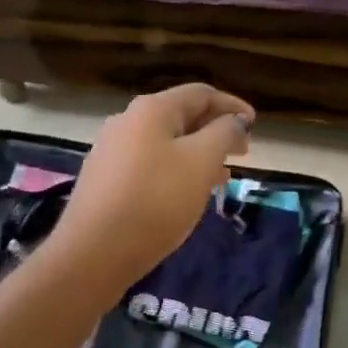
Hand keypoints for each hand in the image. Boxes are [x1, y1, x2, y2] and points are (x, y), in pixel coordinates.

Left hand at [54, 83, 254, 284]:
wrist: (92, 253)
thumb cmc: (156, 200)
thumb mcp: (201, 162)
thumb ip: (224, 134)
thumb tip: (234, 120)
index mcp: (152, 109)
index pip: (201, 94)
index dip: (232, 106)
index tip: (255, 125)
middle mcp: (128, 121)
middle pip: (182, 116)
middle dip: (216, 131)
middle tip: (242, 153)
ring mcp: (112, 150)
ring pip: (166, 142)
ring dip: (198, 153)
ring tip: (222, 176)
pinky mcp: (104, 179)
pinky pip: (150, 163)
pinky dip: (176, 169)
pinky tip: (187, 193)